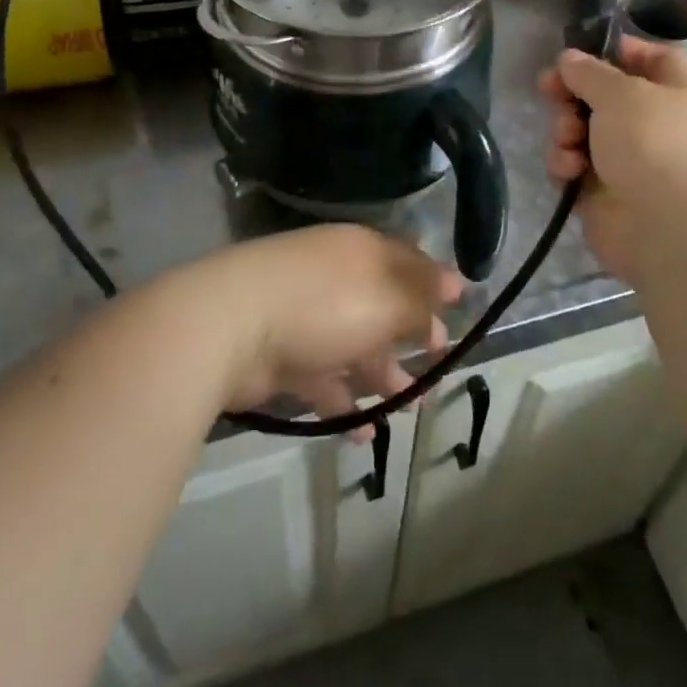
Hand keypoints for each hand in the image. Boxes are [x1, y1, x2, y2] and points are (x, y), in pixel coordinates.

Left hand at [178, 224, 466, 436]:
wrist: (229, 327)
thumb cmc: (323, 304)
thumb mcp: (386, 299)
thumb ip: (422, 298)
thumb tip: (457, 283)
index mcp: (361, 253)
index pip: (406, 262)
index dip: (433, 286)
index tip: (457, 313)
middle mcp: (336, 279)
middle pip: (382, 306)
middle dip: (411, 336)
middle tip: (438, 366)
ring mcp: (306, 318)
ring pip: (355, 346)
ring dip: (382, 377)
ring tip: (410, 408)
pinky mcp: (282, 357)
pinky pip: (323, 380)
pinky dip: (344, 404)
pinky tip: (362, 434)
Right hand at [537, 39, 686, 284]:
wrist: (668, 229)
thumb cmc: (655, 144)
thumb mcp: (621, 92)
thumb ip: (589, 72)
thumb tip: (569, 59)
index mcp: (680, 94)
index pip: (654, 59)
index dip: (620, 51)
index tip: (583, 51)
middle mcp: (658, 125)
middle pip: (606, 96)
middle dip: (573, 93)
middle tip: (548, 89)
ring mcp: (631, 161)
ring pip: (584, 131)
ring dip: (566, 129)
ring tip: (567, 138)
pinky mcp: (605, 193)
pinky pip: (575, 166)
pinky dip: (567, 164)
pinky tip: (569, 171)